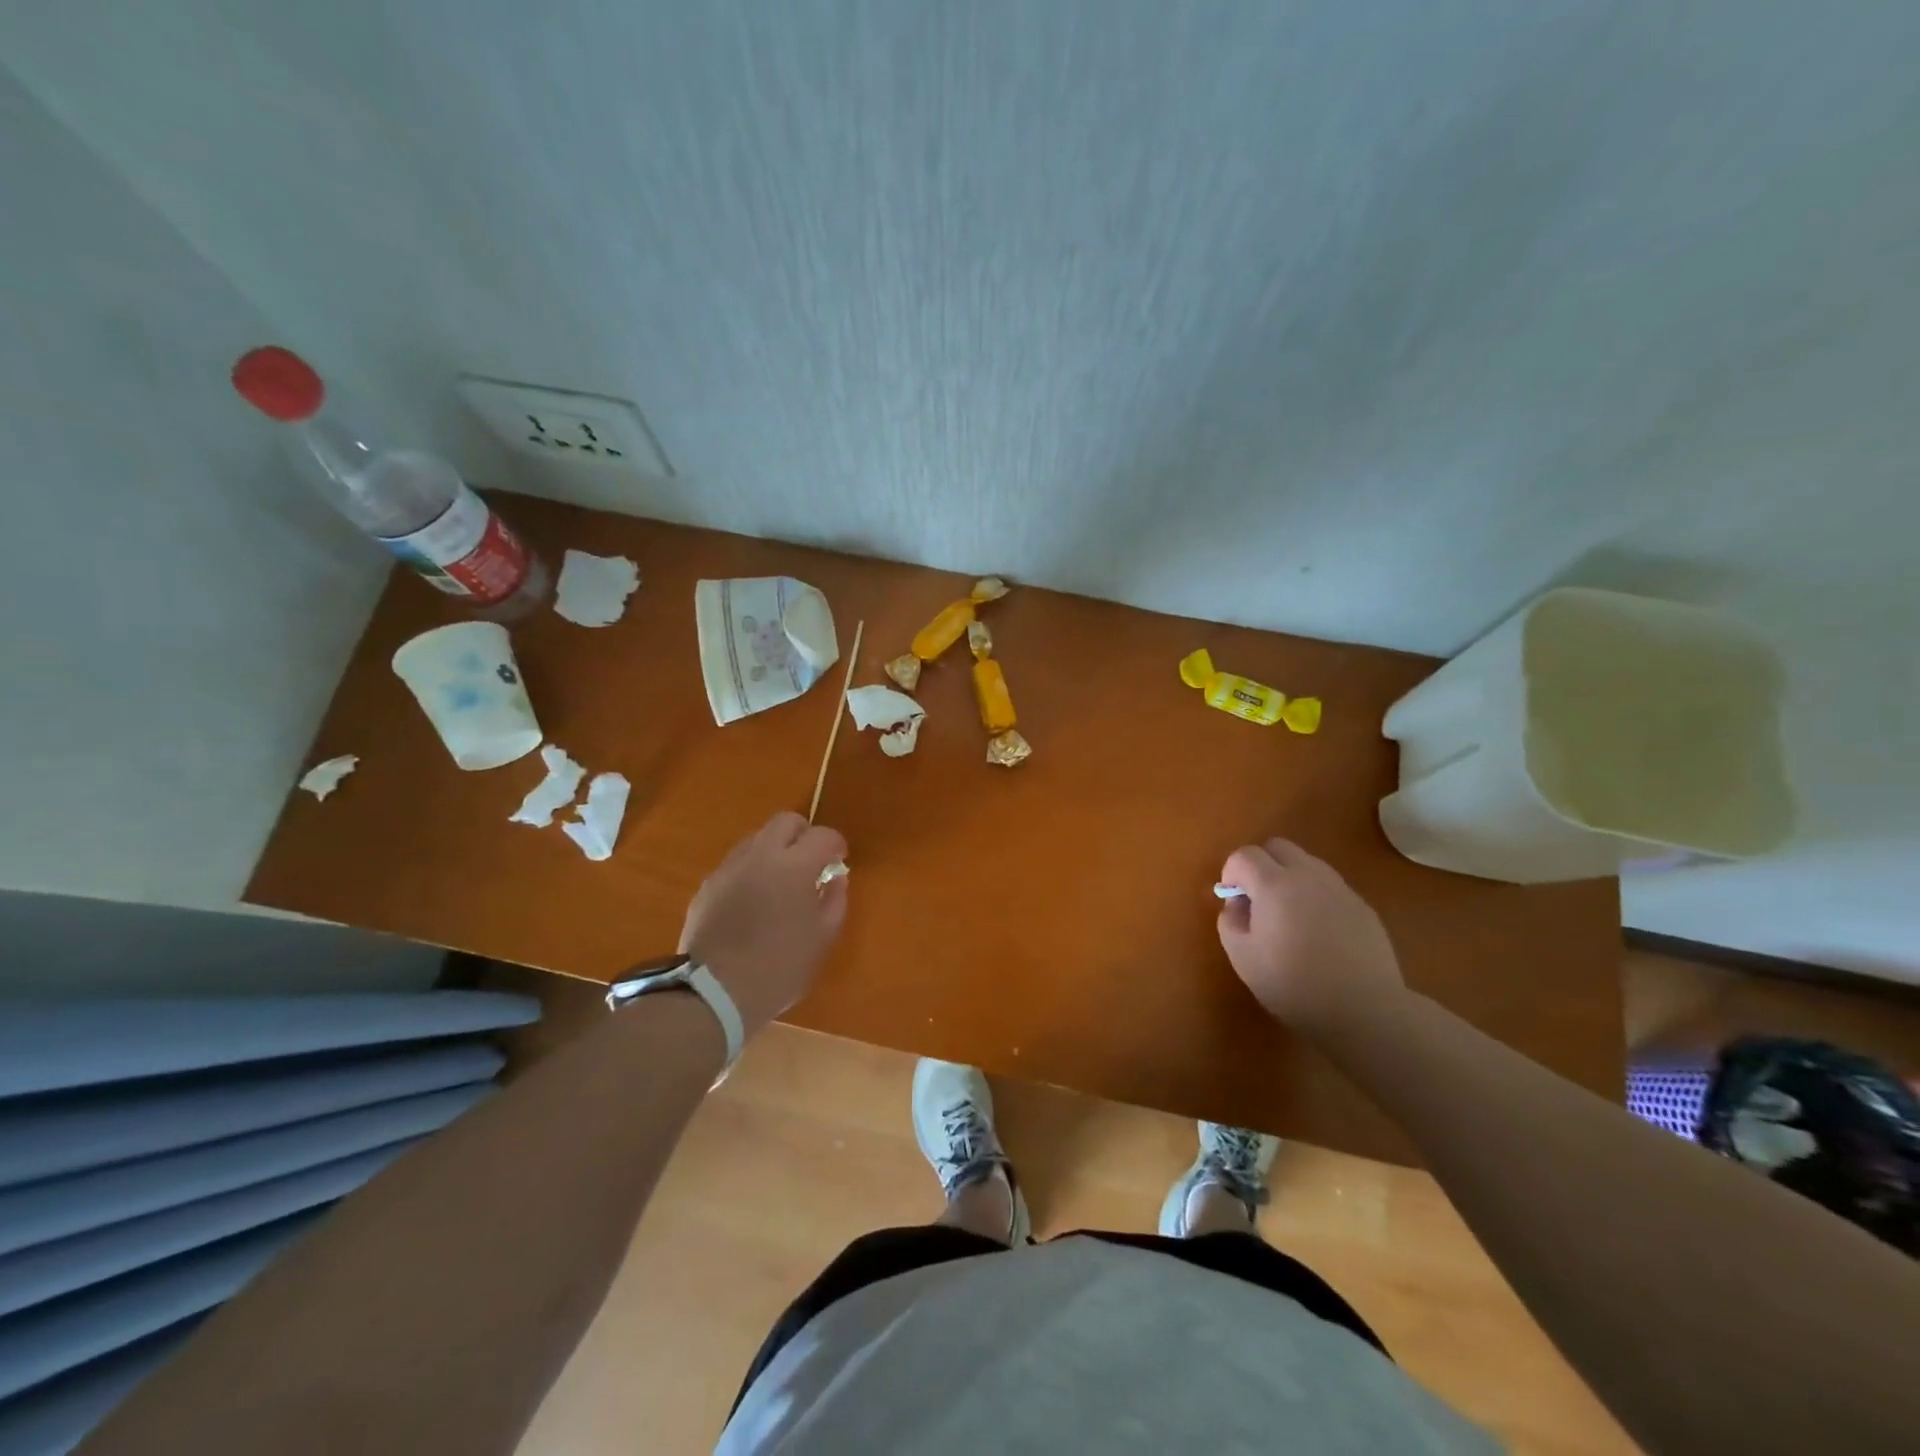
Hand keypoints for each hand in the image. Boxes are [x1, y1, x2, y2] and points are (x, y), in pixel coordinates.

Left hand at [677, 812, 849, 1035]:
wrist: (714, 992)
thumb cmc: (779, 968)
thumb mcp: (822, 939)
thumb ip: (834, 901)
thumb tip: (835, 878)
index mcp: (794, 867)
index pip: (822, 836)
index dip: (836, 844)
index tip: (839, 860)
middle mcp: (760, 856)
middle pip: (785, 822)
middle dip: (804, 834)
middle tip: (811, 862)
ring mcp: (729, 868)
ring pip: (757, 838)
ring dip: (775, 850)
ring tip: (780, 881)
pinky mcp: (708, 885)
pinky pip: (736, 864)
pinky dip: (751, 870)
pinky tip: (754, 900)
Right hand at [1216, 837, 1405, 1035]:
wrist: (1364, 1010)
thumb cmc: (1293, 984)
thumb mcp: (1242, 957)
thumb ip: (1230, 921)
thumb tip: (1237, 903)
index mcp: (1274, 884)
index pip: (1244, 855)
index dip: (1231, 873)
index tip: (1233, 901)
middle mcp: (1308, 875)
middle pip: (1277, 846)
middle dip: (1260, 865)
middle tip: (1258, 900)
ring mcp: (1340, 888)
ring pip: (1306, 863)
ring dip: (1289, 878)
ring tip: (1289, 917)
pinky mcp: (1362, 906)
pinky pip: (1329, 887)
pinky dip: (1315, 897)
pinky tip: (1319, 933)